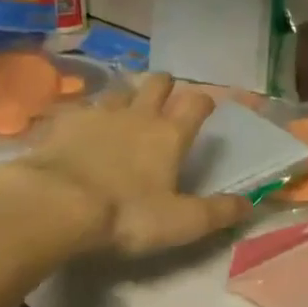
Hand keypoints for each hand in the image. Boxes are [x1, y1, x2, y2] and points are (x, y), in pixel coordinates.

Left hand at [0, 73, 249, 262]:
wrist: (54, 204)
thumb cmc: (126, 214)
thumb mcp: (180, 223)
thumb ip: (218, 212)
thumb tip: (252, 205)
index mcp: (170, 135)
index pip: (195, 103)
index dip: (204, 101)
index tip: (206, 107)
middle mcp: (138, 115)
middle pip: (157, 83)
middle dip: (165, 86)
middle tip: (165, 97)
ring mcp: (98, 115)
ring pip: (119, 91)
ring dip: (126, 96)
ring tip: (124, 110)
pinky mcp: (62, 123)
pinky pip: (80, 109)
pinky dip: (85, 115)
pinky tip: (80, 127)